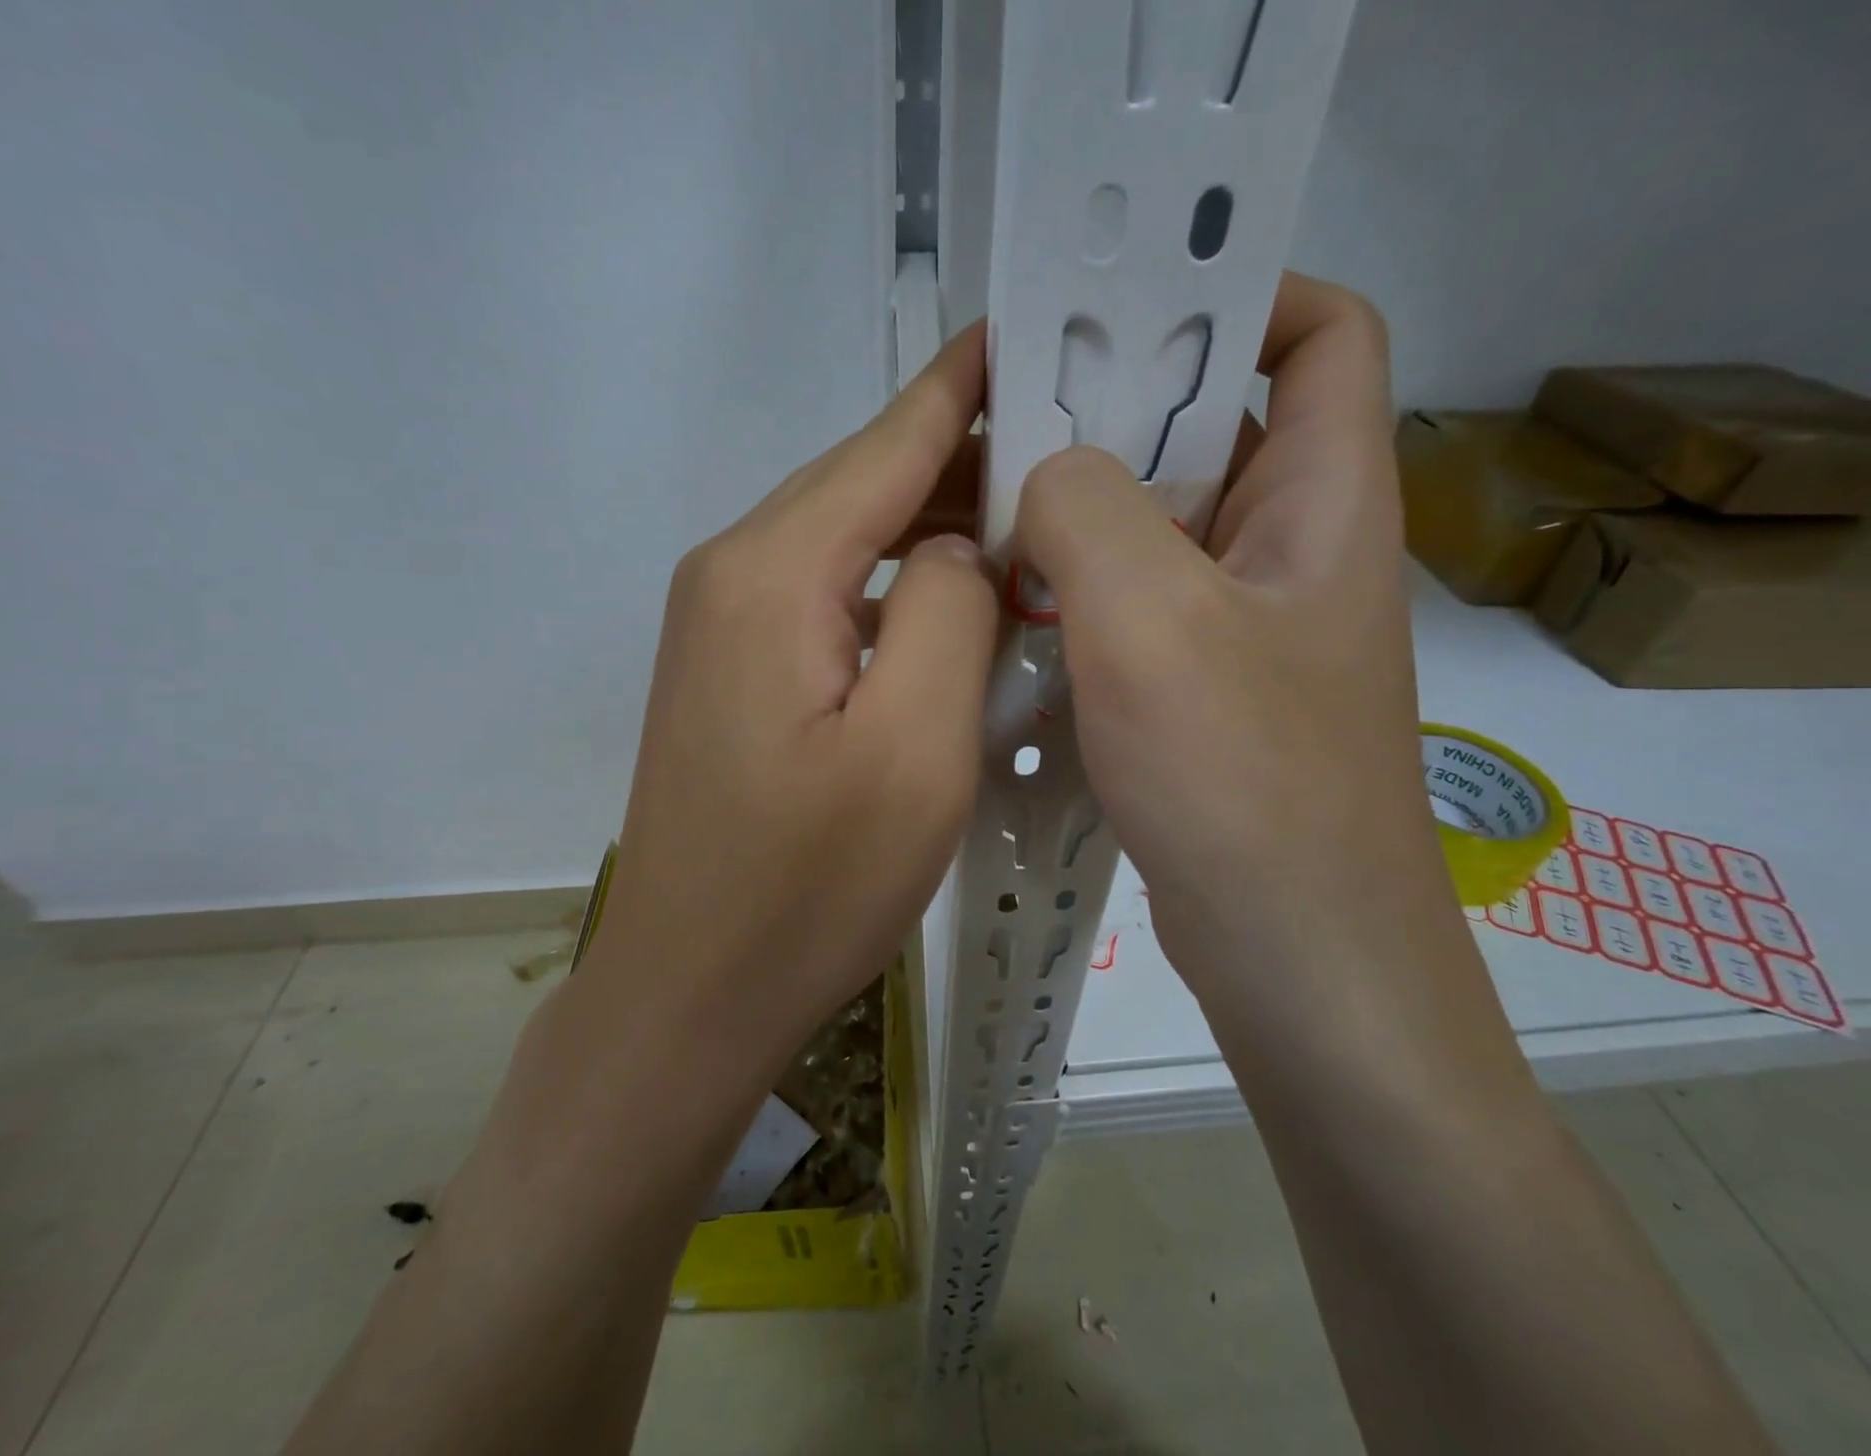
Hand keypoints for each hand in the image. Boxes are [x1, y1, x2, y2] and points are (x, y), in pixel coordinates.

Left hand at [590, 323, 997, 1062]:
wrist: (692, 990)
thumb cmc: (807, 889)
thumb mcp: (914, 751)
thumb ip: (947, 614)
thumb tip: (955, 549)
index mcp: (772, 573)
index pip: (887, 442)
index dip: (962, 385)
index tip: (1028, 327)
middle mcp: (731, 574)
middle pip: (863, 483)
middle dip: (961, 457)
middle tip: (1067, 445)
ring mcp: (720, 625)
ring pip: (846, 540)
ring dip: (931, 526)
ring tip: (1026, 521)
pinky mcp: (730, 673)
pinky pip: (827, 595)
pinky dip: (894, 585)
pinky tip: (949, 605)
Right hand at [1013, 275, 1458, 1040]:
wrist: (1294, 952)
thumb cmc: (1244, 779)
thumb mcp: (1153, 621)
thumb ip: (1087, 512)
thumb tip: (1042, 474)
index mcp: (1324, 501)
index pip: (1321, 334)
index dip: (1240, 294)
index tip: (1124, 319)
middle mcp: (1293, 551)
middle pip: (1214, 430)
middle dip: (1115, 413)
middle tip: (1010, 424)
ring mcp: (1247, 628)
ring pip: (1163, 528)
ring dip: (1083, 515)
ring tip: (989, 516)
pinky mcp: (1204, 691)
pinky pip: (1137, 608)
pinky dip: (1079, 596)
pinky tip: (1011, 615)